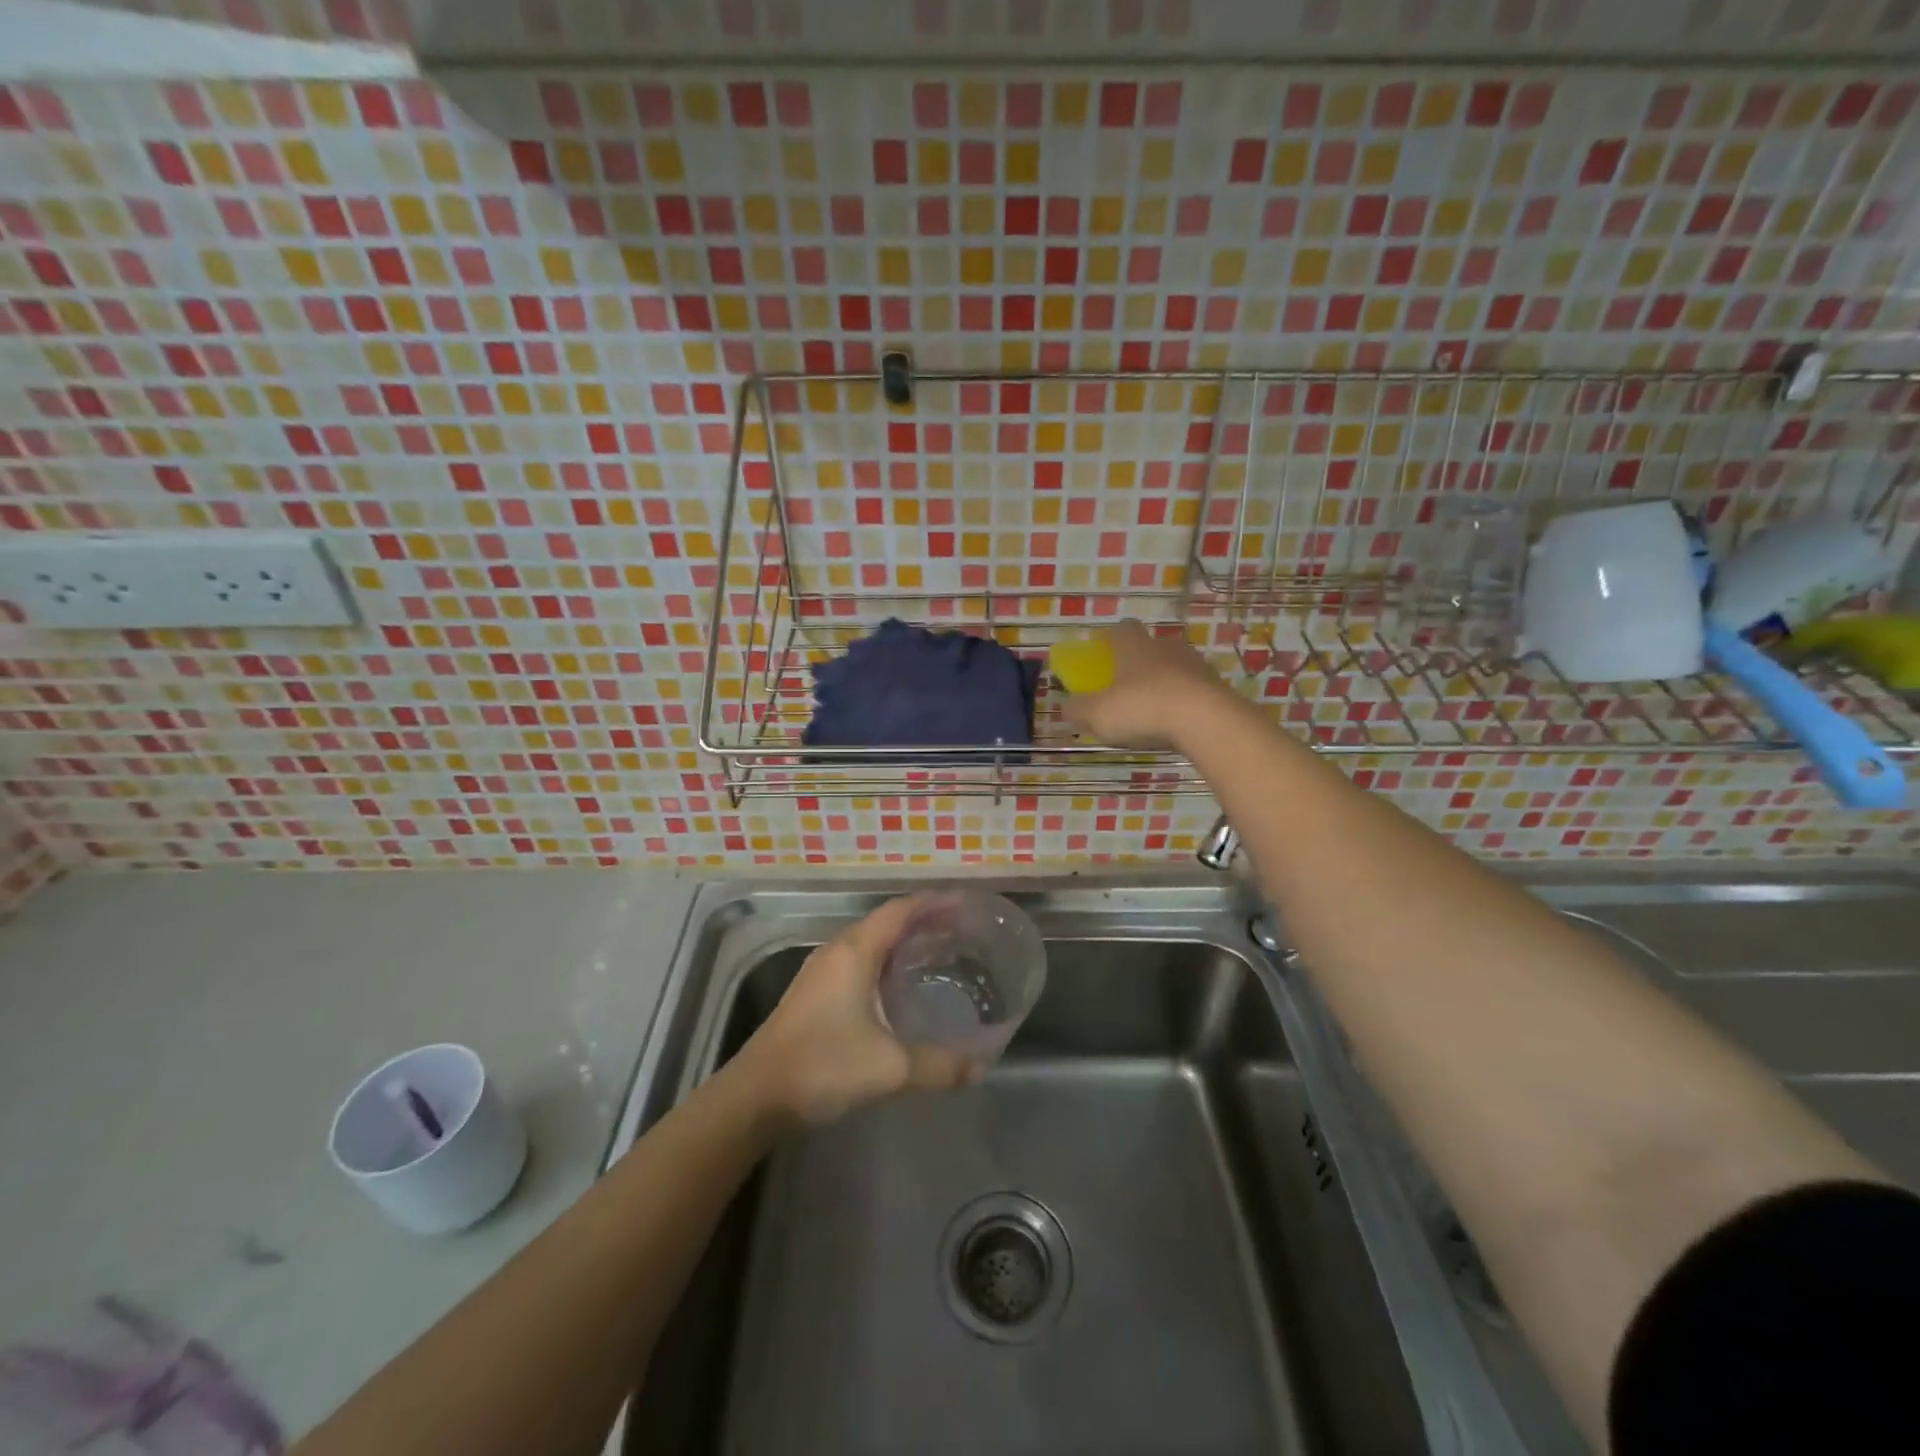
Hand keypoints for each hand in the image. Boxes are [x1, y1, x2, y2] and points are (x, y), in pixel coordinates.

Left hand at [740, 896, 972, 1126]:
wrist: (756, 1096)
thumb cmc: (822, 1066)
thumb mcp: (889, 1069)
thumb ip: (939, 1066)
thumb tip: (979, 1067)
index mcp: (855, 951)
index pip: (900, 909)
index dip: (934, 902)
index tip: (966, 903)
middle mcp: (837, 951)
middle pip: (886, 921)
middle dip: (924, 921)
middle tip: (962, 931)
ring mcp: (821, 971)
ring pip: (870, 942)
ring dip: (903, 942)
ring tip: (939, 953)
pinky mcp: (814, 992)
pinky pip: (859, 961)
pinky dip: (886, 962)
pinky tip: (901, 987)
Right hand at [1061, 619, 1238, 749]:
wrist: (1206, 721)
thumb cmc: (1143, 708)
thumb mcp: (1098, 714)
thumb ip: (1079, 709)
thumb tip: (1067, 706)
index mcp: (1134, 645)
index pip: (1120, 629)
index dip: (1109, 640)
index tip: (1101, 655)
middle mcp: (1165, 647)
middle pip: (1148, 648)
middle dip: (1136, 664)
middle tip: (1124, 688)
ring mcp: (1195, 665)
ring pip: (1173, 668)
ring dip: (1162, 684)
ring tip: (1151, 711)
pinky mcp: (1216, 687)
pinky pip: (1192, 690)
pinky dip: (1182, 702)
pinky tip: (1174, 724)